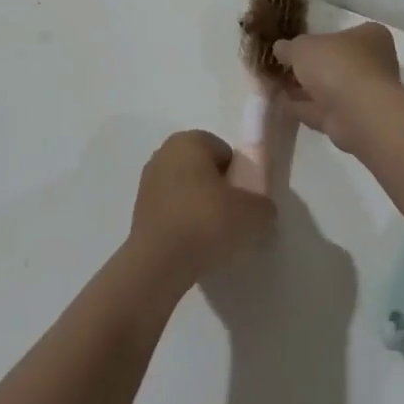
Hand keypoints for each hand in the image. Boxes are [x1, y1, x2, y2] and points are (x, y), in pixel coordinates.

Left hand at [128, 130, 275, 290]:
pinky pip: (173, 210)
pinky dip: (184, 222)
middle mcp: (164, 153)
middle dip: (220, 190)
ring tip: (214, 237)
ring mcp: (148, 181)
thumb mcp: (253, 213)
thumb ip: (264, 206)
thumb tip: (261, 210)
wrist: (159, 263)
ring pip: (187, 190)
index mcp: (189, 141)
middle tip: (233, 218)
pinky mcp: (139, 210)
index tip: (245, 202)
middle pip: (204, 170)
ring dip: (201, 208)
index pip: (225, 153)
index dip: (240, 176)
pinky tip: (194, 245)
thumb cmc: (206, 222)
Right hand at [273, 23, 401, 154]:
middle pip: (335, 63)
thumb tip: (279, 48)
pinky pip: (323, 110)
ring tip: (274, 86)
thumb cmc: (336, 65)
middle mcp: (373, 64)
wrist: (358, 113)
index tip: (295, 46)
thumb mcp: (302, 47)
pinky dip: (303, 107)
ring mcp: (364, 94)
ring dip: (303, 89)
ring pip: (328, 89)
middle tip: (280, 68)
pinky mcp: (353, 120)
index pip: (343, 34)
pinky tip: (280, 104)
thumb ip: (289, 47)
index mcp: (370, 37)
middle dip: (308, 68)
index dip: (318, 39)